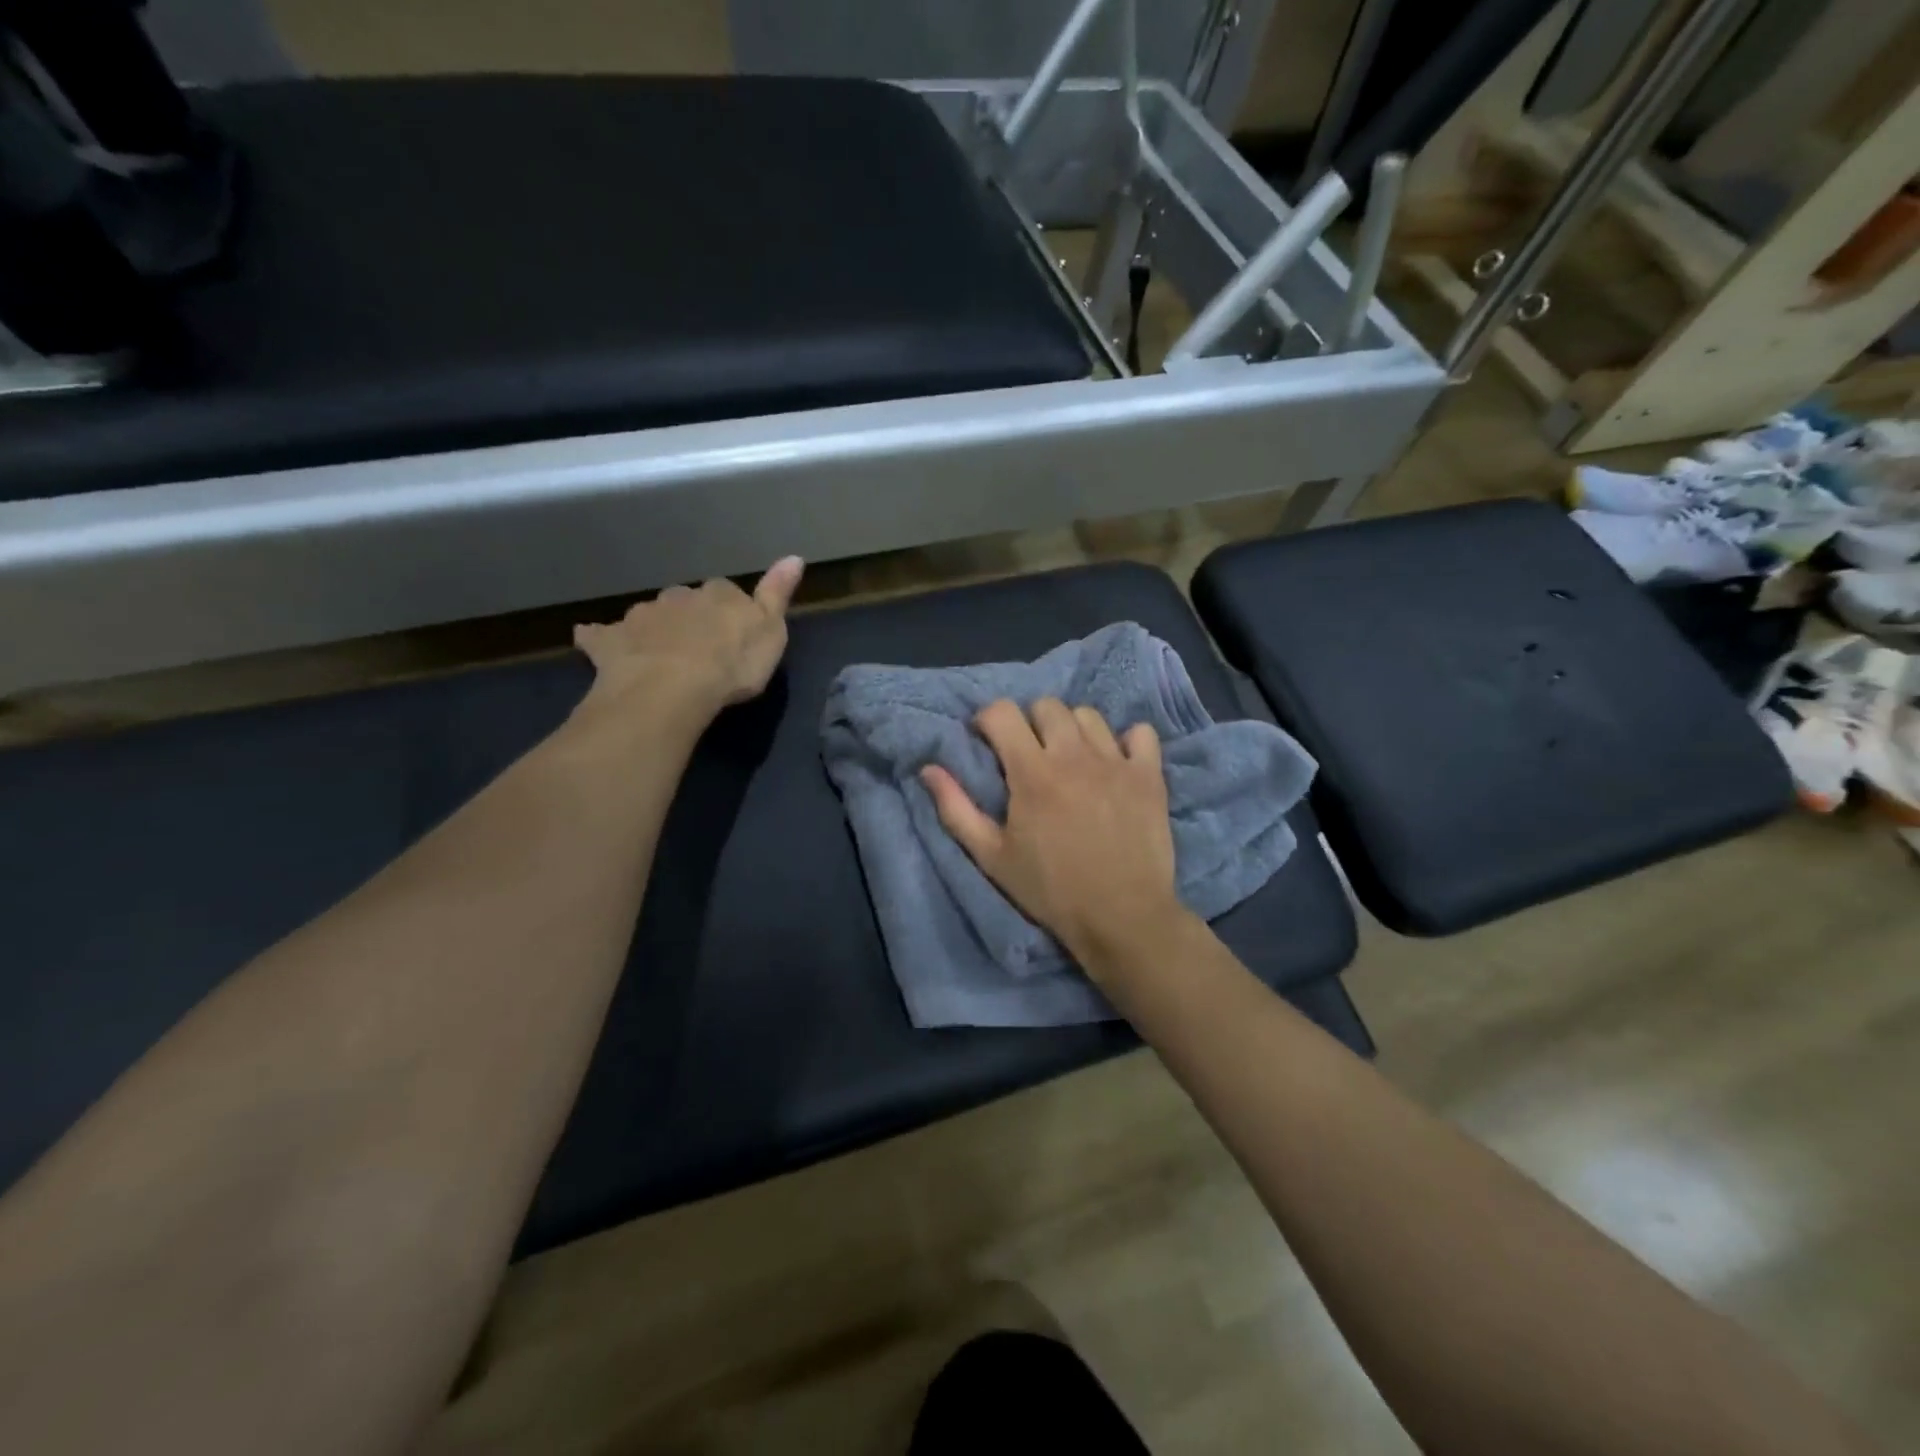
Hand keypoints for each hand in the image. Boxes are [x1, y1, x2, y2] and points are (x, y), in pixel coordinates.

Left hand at [574, 557, 803, 722]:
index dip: (729, 610)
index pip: (726, 592)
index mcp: (718, 594)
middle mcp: (678, 596)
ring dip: (653, 628)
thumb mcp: (770, 631)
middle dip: (689, 618)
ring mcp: (640, 617)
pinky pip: (600, 635)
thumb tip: (794, 556)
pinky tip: (592, 643)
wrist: (671, 689)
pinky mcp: (609, 642)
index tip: (733, 631)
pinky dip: (598, 638)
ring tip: (658, 654)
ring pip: (648, 615)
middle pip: (684, 601)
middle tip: (696, 646)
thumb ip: (778, 594)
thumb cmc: (731, 663)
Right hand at [921, 698, 1185, 974]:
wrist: (1121, 917)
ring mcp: (1116, 762)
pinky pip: (1141, 733)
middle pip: (1047, 706)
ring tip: (1070, 758)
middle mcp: (1074, 755)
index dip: (988, 720)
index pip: (1003, 712)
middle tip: (1029, 753)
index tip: (987, 741)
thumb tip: (929, 769)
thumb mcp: (991, 857)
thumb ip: (956, 809)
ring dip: (1072, 729)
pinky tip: (1117, 763)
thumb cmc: (1050, 890)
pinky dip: (1127, 741)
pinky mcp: (1149, 775)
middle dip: (1030, 722)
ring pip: (1089, 715)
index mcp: (1032, 772)